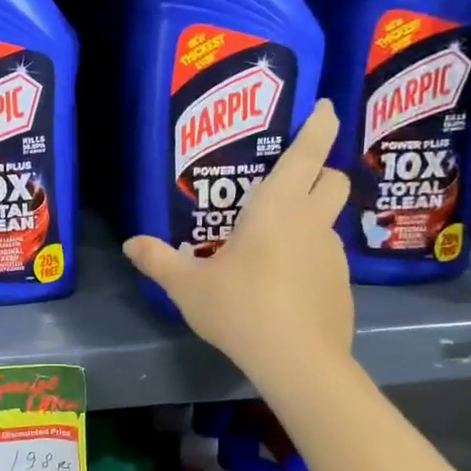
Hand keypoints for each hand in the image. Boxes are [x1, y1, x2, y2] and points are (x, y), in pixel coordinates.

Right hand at [124, 100, 355, 373]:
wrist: (298, 362)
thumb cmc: (241, 308)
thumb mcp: (187, 286)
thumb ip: (158, 260)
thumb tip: (130, 243)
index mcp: (277, 208)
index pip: (308, 152)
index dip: (319, 125)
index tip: (323, 107)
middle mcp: (312, 223)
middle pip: (333, 179)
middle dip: (319, 170)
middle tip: (289, 179)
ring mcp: (332, 255)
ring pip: (328, 220)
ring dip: (309, 217)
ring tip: (273, 241)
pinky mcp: (340, 285)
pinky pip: (325, 256)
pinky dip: (308, 256)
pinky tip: (282, 283)